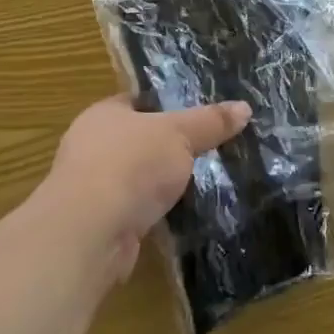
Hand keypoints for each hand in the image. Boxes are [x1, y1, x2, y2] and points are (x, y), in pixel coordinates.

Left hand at [36, 94, 250, 282]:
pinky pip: (136, 209)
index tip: (200, 113)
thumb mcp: (179, 134)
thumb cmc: (130, 165)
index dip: (168, 104)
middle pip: (139, 139)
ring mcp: (92, 188)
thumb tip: (244, 107)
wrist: (89, 233)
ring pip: (137, 177)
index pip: (138, 101)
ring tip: (204, 182)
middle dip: (169, 146)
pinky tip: (182, 214)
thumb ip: (210, 122)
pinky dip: (156, 212)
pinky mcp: (100, 224)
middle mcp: (92, 147)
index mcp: (103, 114)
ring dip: (162, 183)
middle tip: (210, 148)